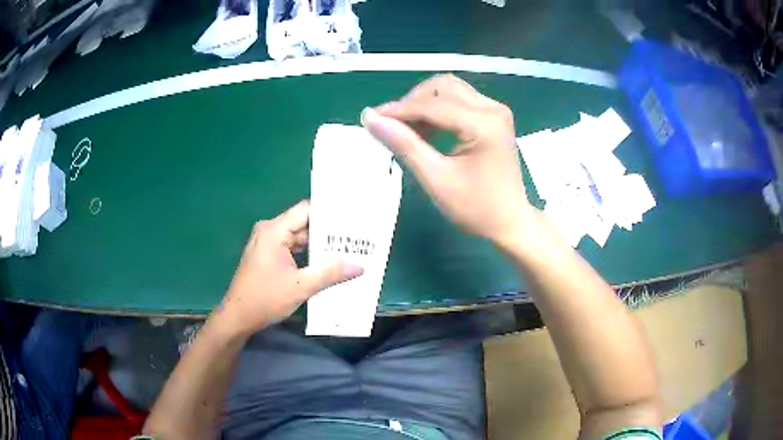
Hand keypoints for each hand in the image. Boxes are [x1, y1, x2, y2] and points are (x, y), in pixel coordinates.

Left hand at [215, 200, 362, 336]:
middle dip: (328, 232)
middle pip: (303, 224)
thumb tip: (359, 265)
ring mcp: (267, 244)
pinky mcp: (267, 256)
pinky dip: (307, 255)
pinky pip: (291, 248)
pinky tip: (325, 263)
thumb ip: (330, 273)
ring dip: (318, 246)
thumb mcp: (300, 286)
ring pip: (298, 238)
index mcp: (274, 231)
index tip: (352, 218)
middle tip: (355, 237)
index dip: (329, 213)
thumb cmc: (265, 299)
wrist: (238, 318)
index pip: (306, 210)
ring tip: (346, 250)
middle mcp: (269, 231)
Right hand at [361, 74, 535, 245]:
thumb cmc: (475, 208)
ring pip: (450, 89)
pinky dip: (438, 109)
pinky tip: (427, 130)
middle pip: (442, 87)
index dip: (399, 110)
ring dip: (424, 103)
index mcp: (483, 125)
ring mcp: (496, 110)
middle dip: (412, 101)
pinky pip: (460, 100)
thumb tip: (371, 118)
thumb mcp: (436, 179)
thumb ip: (405, 145)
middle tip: (392, 125)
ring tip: (408, 129)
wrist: (509, 221)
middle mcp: (492, 109)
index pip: (433, 105)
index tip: (371, 118)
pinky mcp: (494, 116)